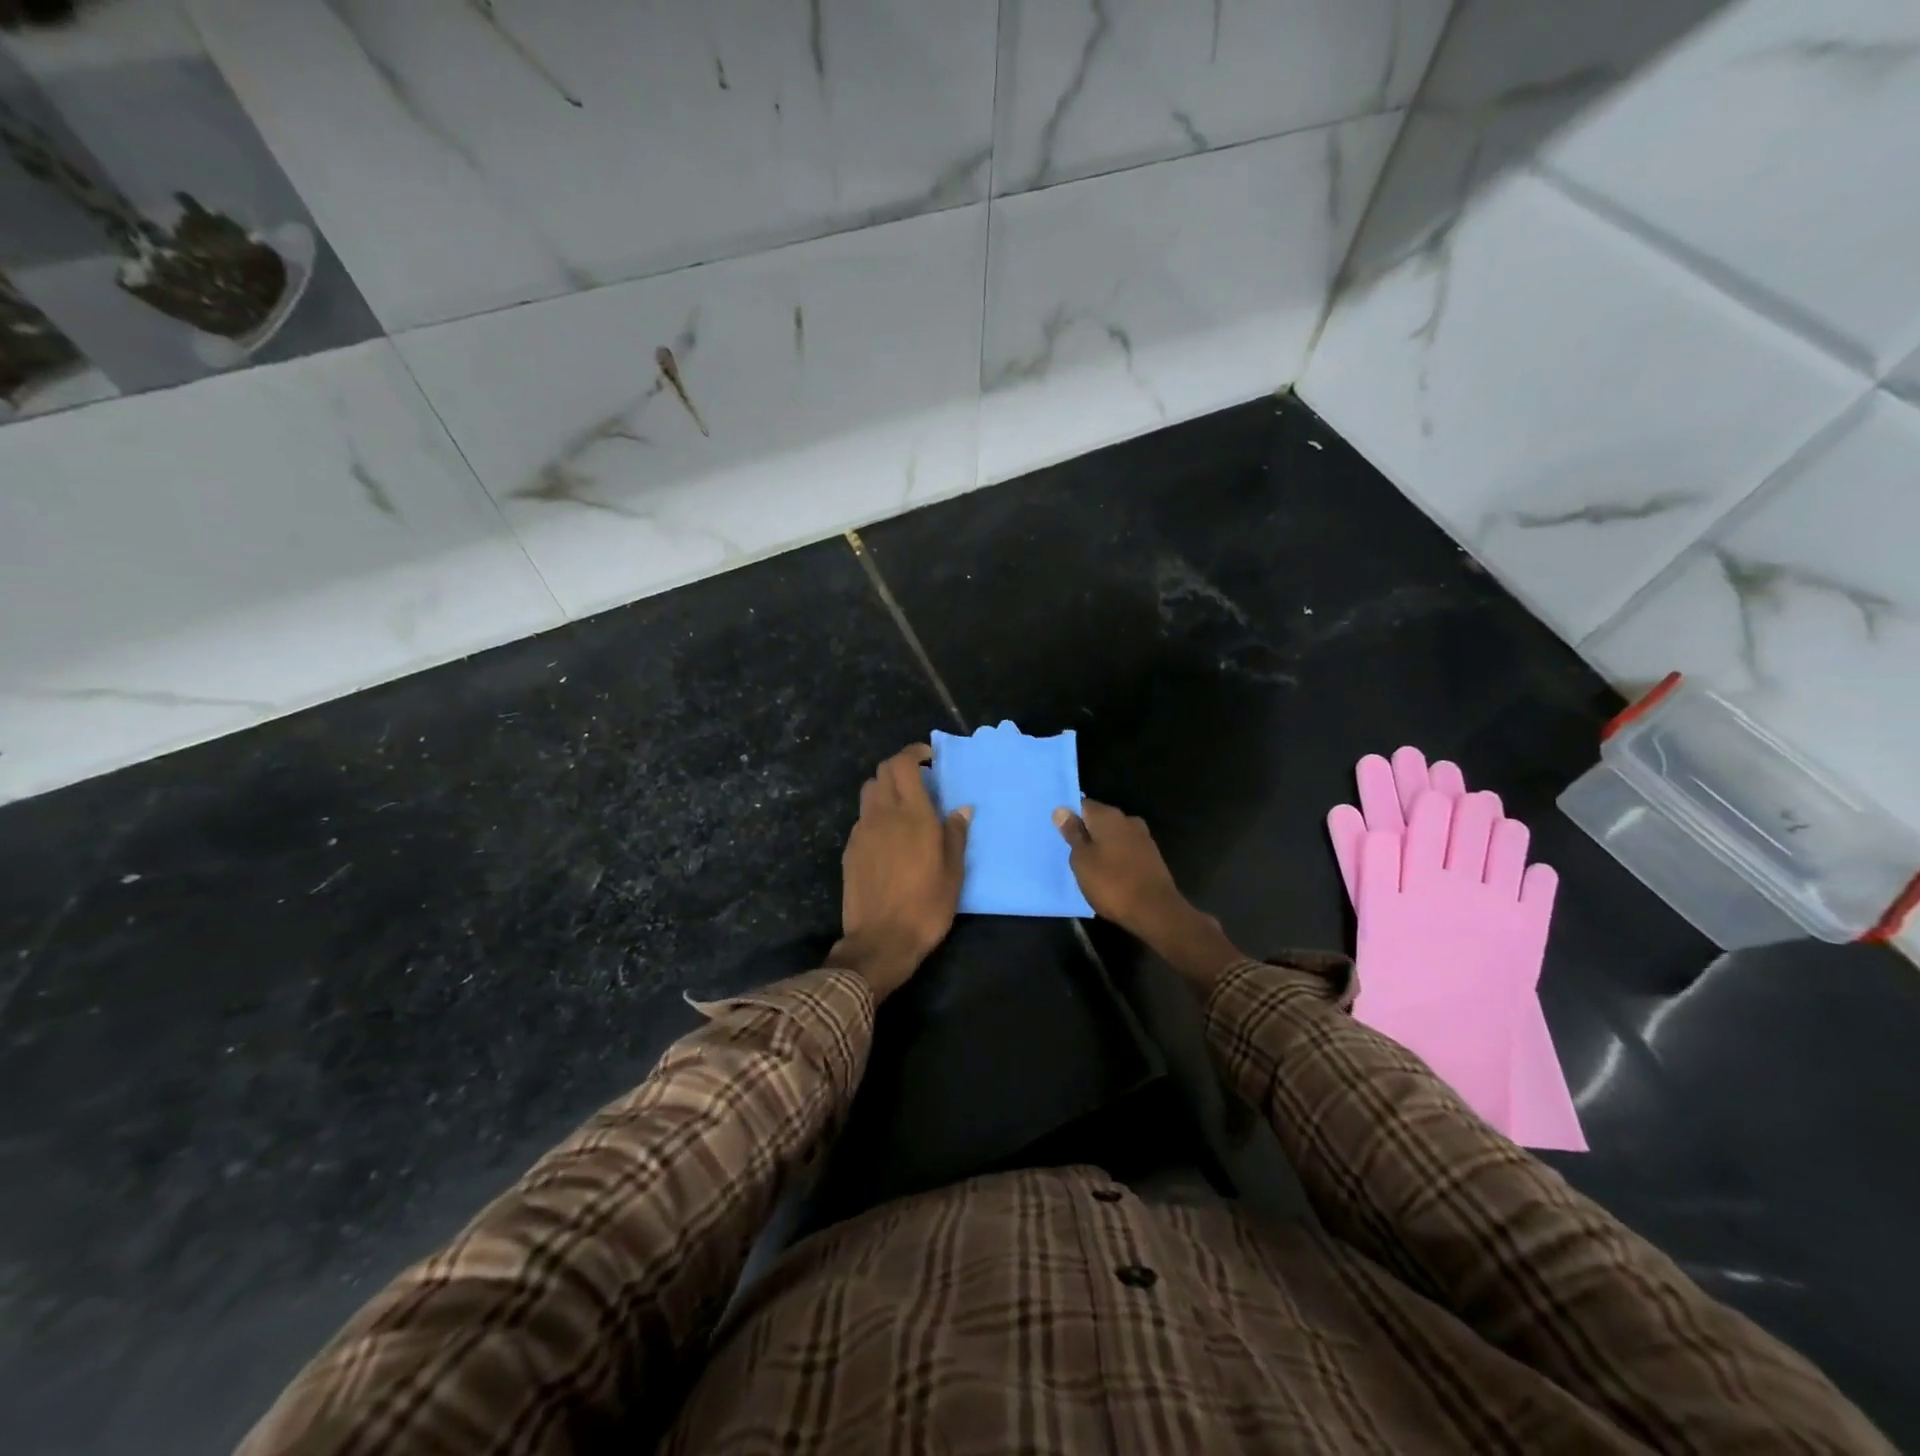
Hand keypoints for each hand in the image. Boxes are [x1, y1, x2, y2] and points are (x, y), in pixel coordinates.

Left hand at [829, 744, 970, 1000]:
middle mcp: (883, 814)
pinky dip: (876, 814)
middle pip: (882, 771)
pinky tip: (889, 837)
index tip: (929, 758)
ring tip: (904, 807)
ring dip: (885, 788)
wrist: (881, 940)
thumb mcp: (953, 872)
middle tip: (921, 781)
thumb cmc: (926, 906)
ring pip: (869, 792)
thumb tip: (962, 808)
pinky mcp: (850, 849)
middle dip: (901, 767)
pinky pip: (862, 818)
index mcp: (912, 814)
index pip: (903, 764)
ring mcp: (862, 831)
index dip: (914, 753)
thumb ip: (956, 834)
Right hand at [1054, 799, 1244, 991]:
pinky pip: (1125, 849)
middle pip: (1099, 819)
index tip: (1058, 832)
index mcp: (1108, 815)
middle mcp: (1127, 820)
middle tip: (1069, 850)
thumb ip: (1072, 833)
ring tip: (1087, 864)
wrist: (1155, 911)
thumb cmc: (1111, 883)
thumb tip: (1061, 810)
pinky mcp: (1151, 856)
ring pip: (1113, 835)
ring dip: (1101, 846)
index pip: (1082, 804)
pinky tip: (1107, 872)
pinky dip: (1115, 857)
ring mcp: (1142, 837)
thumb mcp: (1082, 860)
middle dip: (1086, 832)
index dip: (1069, 817)